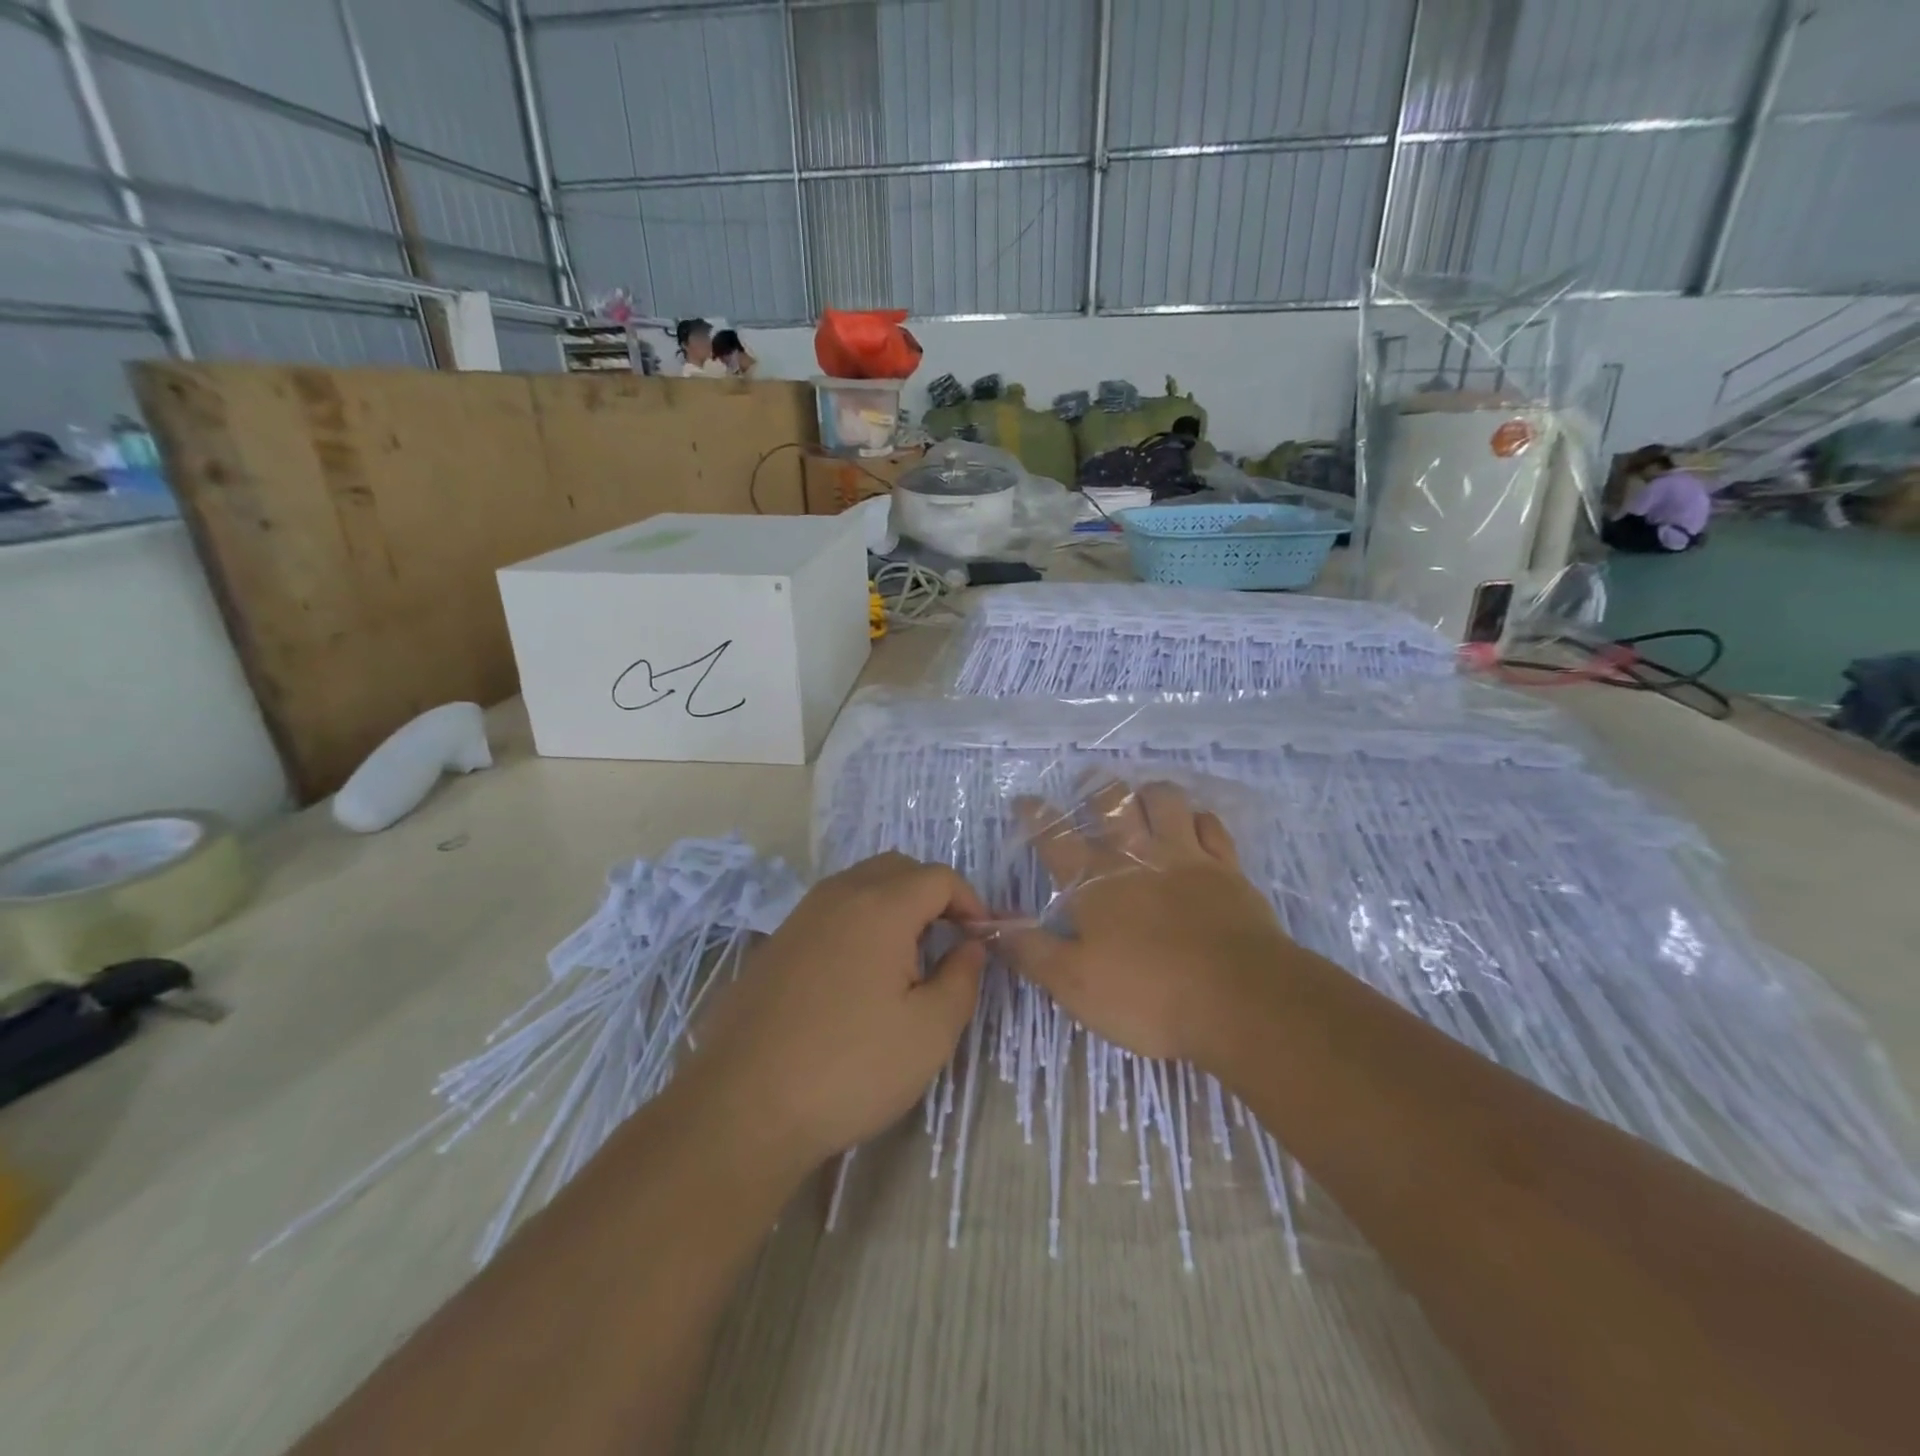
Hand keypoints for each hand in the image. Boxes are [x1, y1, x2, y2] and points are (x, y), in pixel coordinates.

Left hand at [687, 853, 986, 1171]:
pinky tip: (857, 979)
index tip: (979, 942)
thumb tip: (970, 946)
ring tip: (904, 963)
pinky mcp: (776, 943)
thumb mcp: (929, 1032)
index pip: (939, 877)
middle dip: (932, 896)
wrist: (742, 1107)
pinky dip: (858, 924)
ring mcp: (801, 916)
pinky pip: (831, 911)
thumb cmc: (850, 1068)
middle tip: (946, 944)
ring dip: (894, 907)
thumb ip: (962, 978)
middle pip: (898, 868)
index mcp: (881, 906)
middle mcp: (838, 895)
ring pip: (861, 885)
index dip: (970, 902)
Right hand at [1000, 780, 1297, 1066]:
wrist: (1238, 999)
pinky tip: (1196, 823)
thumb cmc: (1146, 994)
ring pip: (1164, 800)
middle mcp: (1136, 855)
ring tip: (1143, 797)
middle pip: (1111, 803)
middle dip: (1096, 788)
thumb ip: (1029, 951)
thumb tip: (986, 926)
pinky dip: (1199, 818)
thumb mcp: (1073, 984)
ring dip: (1150, 793)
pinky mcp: (1227, 868)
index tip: (1024, 800)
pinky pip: (1212, 825)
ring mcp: (1185, 856)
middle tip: (1089, 781)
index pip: (1054, 837)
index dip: (1036, 816)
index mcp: (1094, 880)